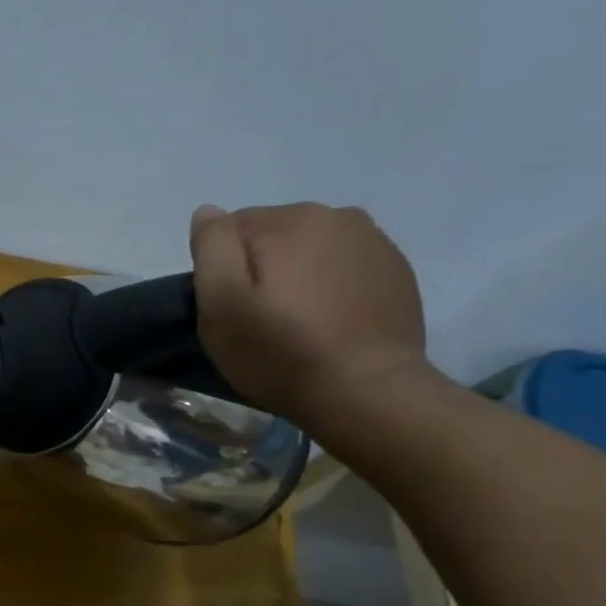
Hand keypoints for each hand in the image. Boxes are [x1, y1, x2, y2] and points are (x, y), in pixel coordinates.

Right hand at [189, 203, 431, 429]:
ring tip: (298, 322)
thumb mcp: (222, 303)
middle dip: (261, 268)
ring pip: (311, 250)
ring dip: (297, 275)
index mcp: (291, 219)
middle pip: (274, 235)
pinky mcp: (397, 273)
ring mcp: (375, 243)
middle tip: (261, 319)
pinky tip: (329, 323)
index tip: (231, 308)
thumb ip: (211, 247)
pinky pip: (345, 268)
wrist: (368, 393)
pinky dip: (331, 287)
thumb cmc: (281, 351)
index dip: (223, 270)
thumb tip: (209, 212)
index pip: (232, 229)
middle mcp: (338, 216)